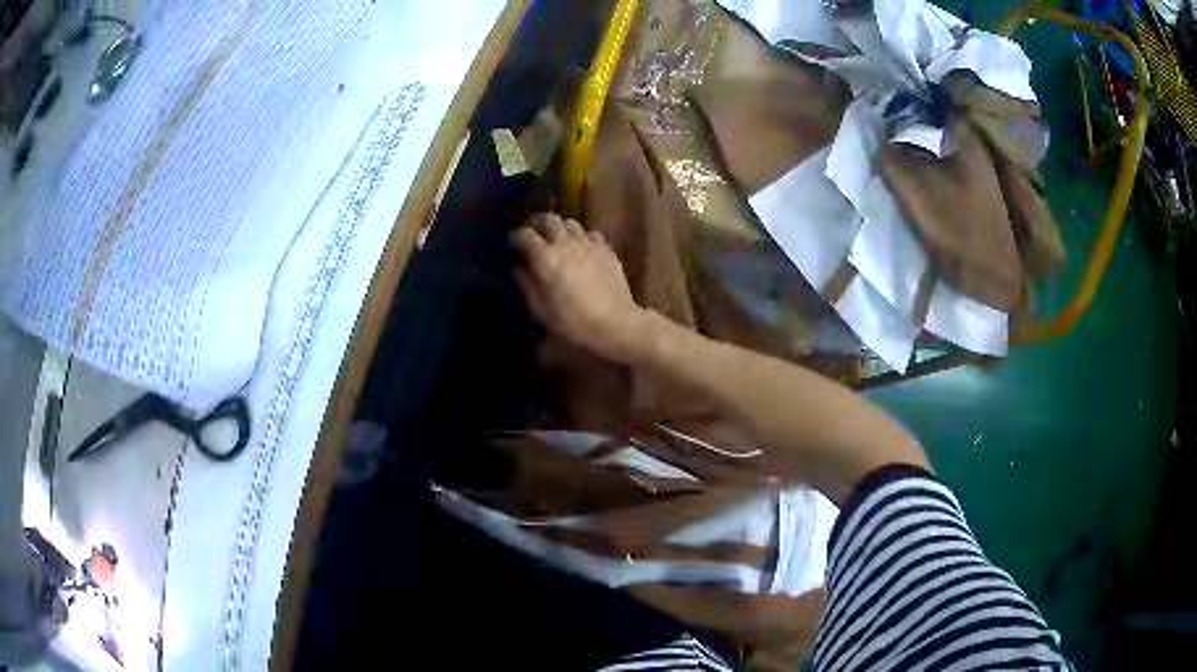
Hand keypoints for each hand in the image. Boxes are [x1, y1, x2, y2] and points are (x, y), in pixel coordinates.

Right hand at [511, 213, 648, 361]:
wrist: (615, 324)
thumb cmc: (573, 322)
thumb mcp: (540, 310)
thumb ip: (526, 284)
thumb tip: (517, 267)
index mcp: (546, 258)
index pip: (524, 234)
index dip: (516, 237)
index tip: (514, 246)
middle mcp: (566, 243)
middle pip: (549, 219)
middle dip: (538, 224)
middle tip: (535, 236)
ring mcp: (588, 244)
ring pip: (571, 223)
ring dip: (561, 229)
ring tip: (559, 241)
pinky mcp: (606, 249)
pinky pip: (591, 234)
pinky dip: (583, 238)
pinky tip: (582, 250)